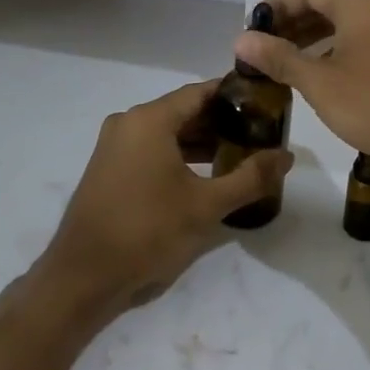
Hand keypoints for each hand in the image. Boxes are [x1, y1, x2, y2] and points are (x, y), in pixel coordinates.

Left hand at [33, 81, 290, 323]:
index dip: (233, 95)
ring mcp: (114, 145)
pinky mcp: (109, 168)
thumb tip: (287, 156)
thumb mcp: (206, 206)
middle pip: (183, 110)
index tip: (264, 103)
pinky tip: (204, 174)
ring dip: (200, 141)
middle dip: (221, 121)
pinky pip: (151, 148)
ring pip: (167, 131)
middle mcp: (129, 122)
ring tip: (238, 154)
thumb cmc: (146, 232)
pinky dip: (178, 154)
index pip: (200, 92)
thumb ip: (250, 178)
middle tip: (258, 132)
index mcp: (149, 119)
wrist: (82, 277)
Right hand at [233, 0, 369, 188]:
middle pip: (327, 6)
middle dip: (292, 23)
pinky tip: (318, 79)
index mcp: (358, 8)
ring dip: (311, 40)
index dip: (278, 5)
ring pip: (343, 27)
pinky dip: (332, 53)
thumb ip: (280, 59)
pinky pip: (358, 45)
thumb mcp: (320, 83)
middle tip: (263, 47)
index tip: (254, 27)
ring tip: (283, 64)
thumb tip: (241, 38)